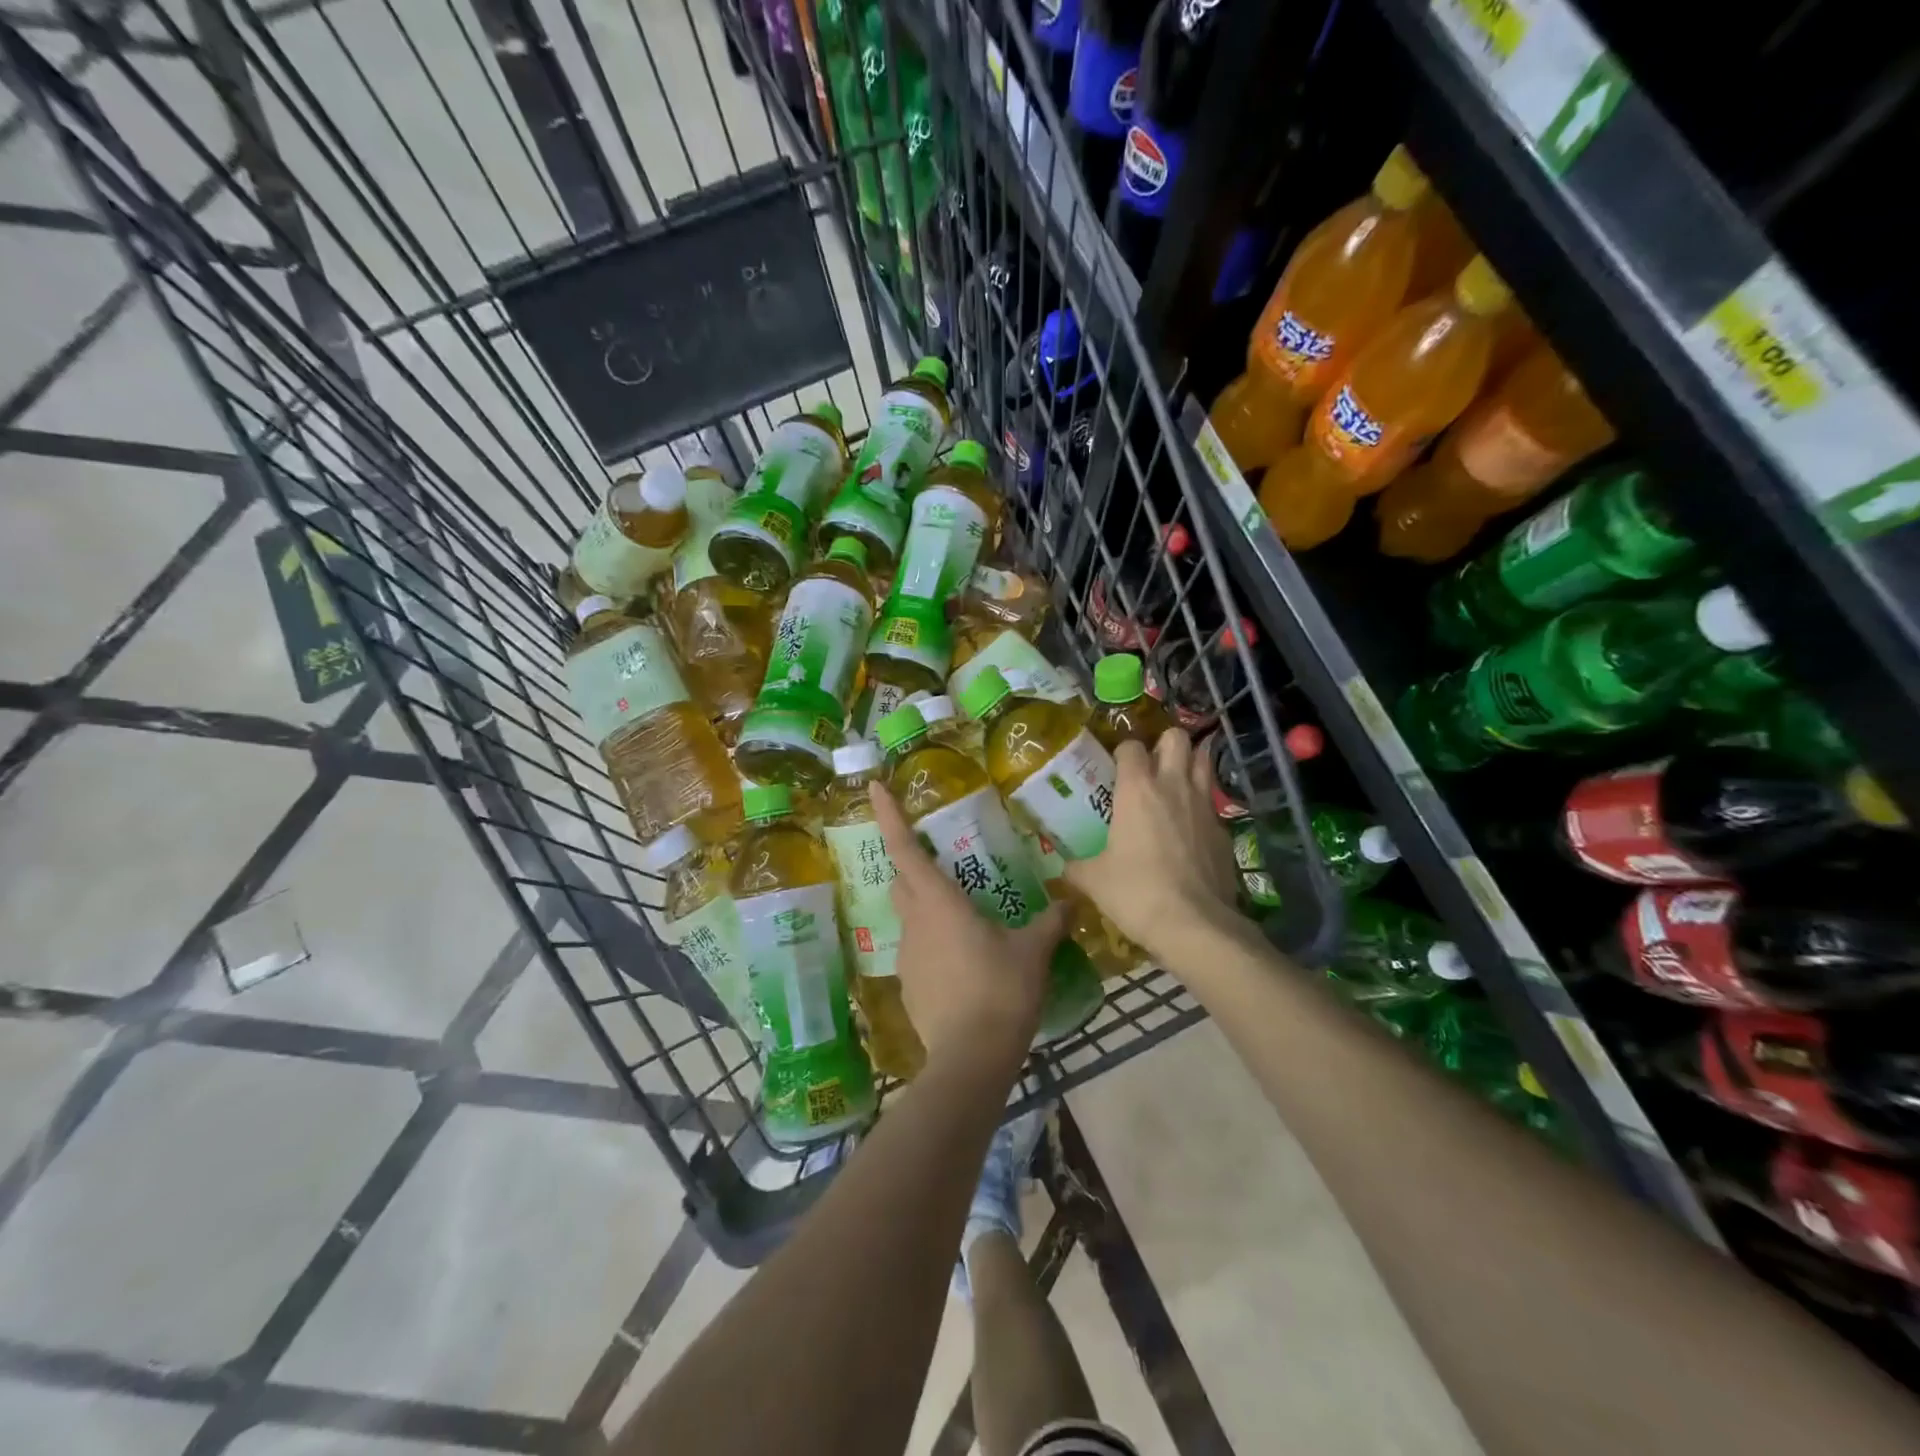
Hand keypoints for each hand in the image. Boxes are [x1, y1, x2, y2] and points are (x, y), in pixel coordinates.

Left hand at [868, 780, 1069, 1071]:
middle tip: (939, 862)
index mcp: (939, 902)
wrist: (970, 1058)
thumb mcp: (1032, 953)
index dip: (888, 815)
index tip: (875, 787)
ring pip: (909, 917)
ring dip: (926, 908)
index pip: (905, 848)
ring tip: (963, 918)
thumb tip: (1072, 901)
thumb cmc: (1001, 991)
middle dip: (911, 865)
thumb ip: (1050, 923)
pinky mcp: (909, 985)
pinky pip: (917, 950)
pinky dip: (933, 944)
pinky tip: (963, 961)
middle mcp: (915, 922)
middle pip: (901, 880)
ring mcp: (907, 955)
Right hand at [1064, 730, 1240, 966]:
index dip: (1122, 752)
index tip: (1115, 767)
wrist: (1196, 925)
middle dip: (1164, 744)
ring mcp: (1204, 806)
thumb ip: (1076, 867)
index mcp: (1137, 789)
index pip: (1131, 747)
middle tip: (1151, 765)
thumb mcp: (1094, 881)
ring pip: (1203, 762)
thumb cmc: (1136, 893)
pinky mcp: (1224, 831)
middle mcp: (1173, 787)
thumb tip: (1064, 868)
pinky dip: (1201, 807)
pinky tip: (1190, 830)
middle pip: (1177, 738)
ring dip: (1190, 764)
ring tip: (1175, 783)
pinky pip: (1212, 804)